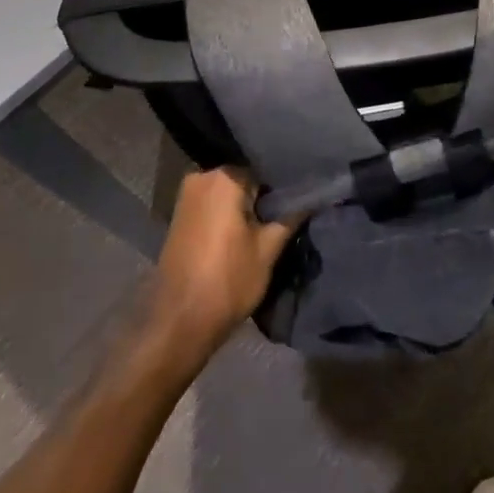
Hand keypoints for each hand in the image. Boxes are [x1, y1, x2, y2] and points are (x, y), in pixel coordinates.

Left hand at [154, 168, 299, 354]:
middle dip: (265, 194)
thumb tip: (314, 195)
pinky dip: (231, 214)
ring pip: (230, 193)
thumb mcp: (268, 249)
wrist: (179, 324)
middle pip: (245, 178)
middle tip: (290, 210)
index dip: (285, 184)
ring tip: (273, 221)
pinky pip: (214, 205)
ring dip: (248, 206)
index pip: (265, 168)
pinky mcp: (180, 217)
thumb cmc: (227, 281)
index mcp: (224, 177)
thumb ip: (291, 216)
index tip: (302, 196)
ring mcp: (187, 197)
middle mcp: (201, 178)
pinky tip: (248, 230)